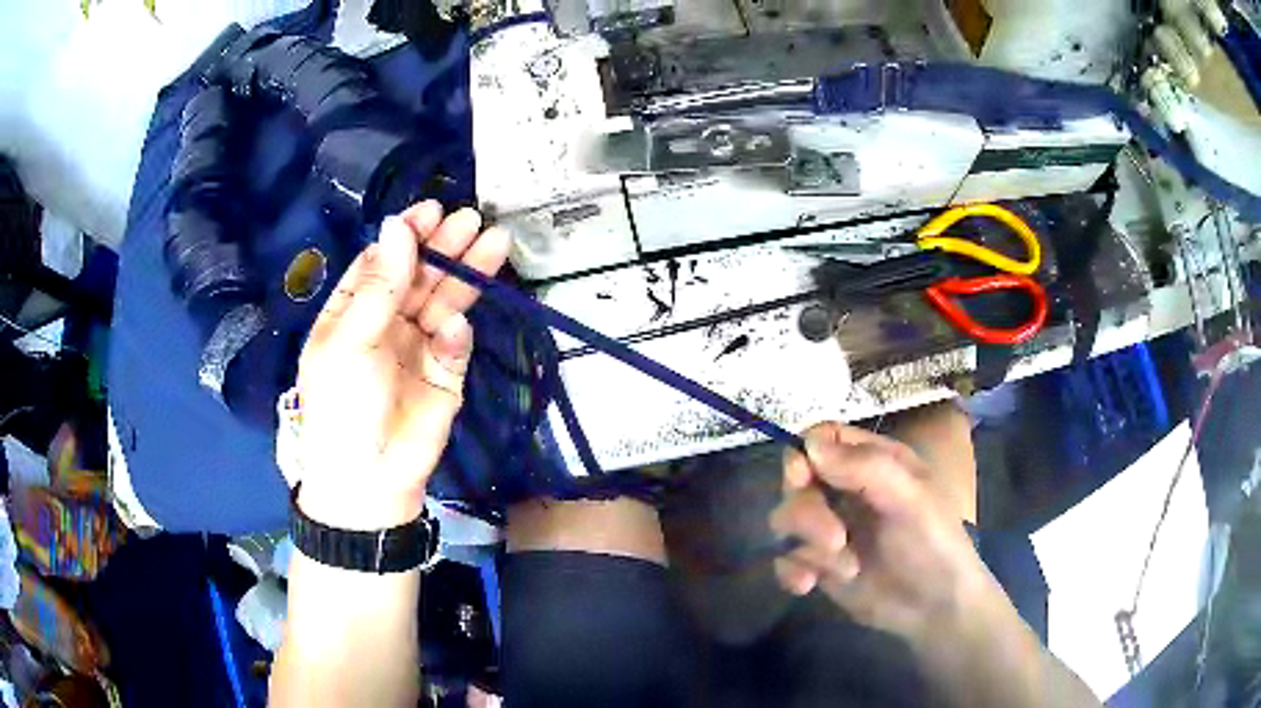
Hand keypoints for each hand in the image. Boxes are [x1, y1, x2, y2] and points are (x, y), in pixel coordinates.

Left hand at [294, 202, 510, 529]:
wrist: (369, 478)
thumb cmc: (343, 405)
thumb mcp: (350, 340)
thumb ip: (380, 284)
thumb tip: (397, 224)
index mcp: (353, 310)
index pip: (381, 261)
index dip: (405, 234)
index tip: (431, 209)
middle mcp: (386, 321)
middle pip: (419, 274)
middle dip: (444, 247)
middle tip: (472, 220)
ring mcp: (418, 345)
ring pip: (445, 300)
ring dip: (466, 274)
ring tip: (495, 242)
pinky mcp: (447, 373)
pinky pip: (456, 343)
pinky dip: (457, 333)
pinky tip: (454, 328)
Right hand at [769, 422, 995, 643]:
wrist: (935, 607)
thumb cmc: (934, 544)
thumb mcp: (912, 499)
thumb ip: (866, 468)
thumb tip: (810, 445)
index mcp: (872, 462)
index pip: (822, 439)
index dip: (803, 454)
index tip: (801, 480)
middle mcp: (845, 489)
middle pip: (796, 481)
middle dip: (808, 514)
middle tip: (836, 540)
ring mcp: (829, 527)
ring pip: (787, 520)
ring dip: (809, 545)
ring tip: (846, 568)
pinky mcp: (819, 564)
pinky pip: (784, 558)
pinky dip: (791, 571)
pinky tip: (807, 585)